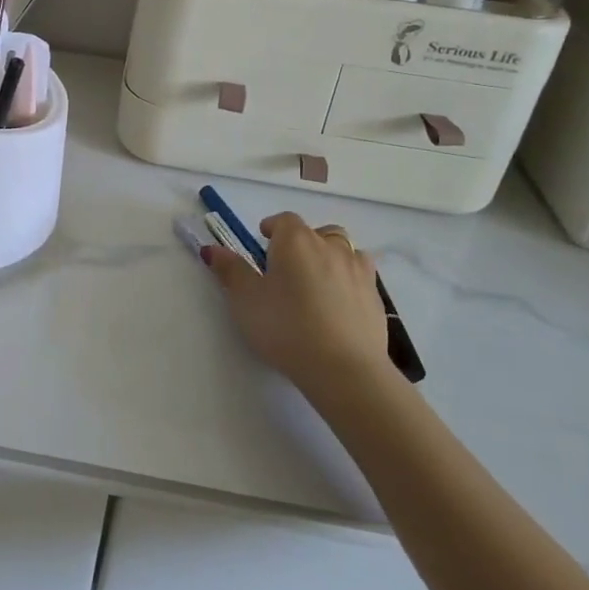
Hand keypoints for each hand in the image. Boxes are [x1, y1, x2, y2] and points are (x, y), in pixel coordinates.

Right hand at [202, 212, 390, 395]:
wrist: (344, 368)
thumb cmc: (285, 326)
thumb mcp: (246, 299)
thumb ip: (230, 270)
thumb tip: (212, 248)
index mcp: (296, 241)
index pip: (284, 220)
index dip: (272, 228)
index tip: (263, 242)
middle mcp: (330, 247)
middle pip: (318, 232)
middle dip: (304, 241)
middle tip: (288, 265)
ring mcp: (358, 271)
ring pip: (345, 251)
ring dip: (331, 257)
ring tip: (317, 281)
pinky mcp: (376, 298)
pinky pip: (361, 278)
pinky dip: (349, 282)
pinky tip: (338, 305)